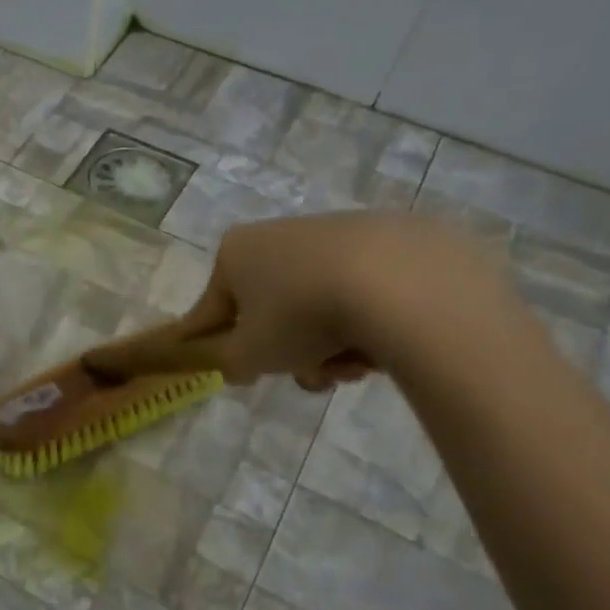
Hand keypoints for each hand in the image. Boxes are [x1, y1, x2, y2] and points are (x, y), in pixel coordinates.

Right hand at [151, 212, 505, 389]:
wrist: (400, 283)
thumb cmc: (301, 317)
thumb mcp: (248, 356)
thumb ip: (224, 363)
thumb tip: (229, 362)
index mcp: (235, 252)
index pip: (210, 309)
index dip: (210, 343)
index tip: (218, 365)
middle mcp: (279, 232)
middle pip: (271, 310)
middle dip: (289, 351)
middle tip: (308, 377)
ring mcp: (336, 232)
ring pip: (317, 305)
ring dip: (327, 345)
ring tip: (351, 368)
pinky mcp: (388, 238)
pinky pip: (359, 292)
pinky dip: (364, 321)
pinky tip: (381, 345)